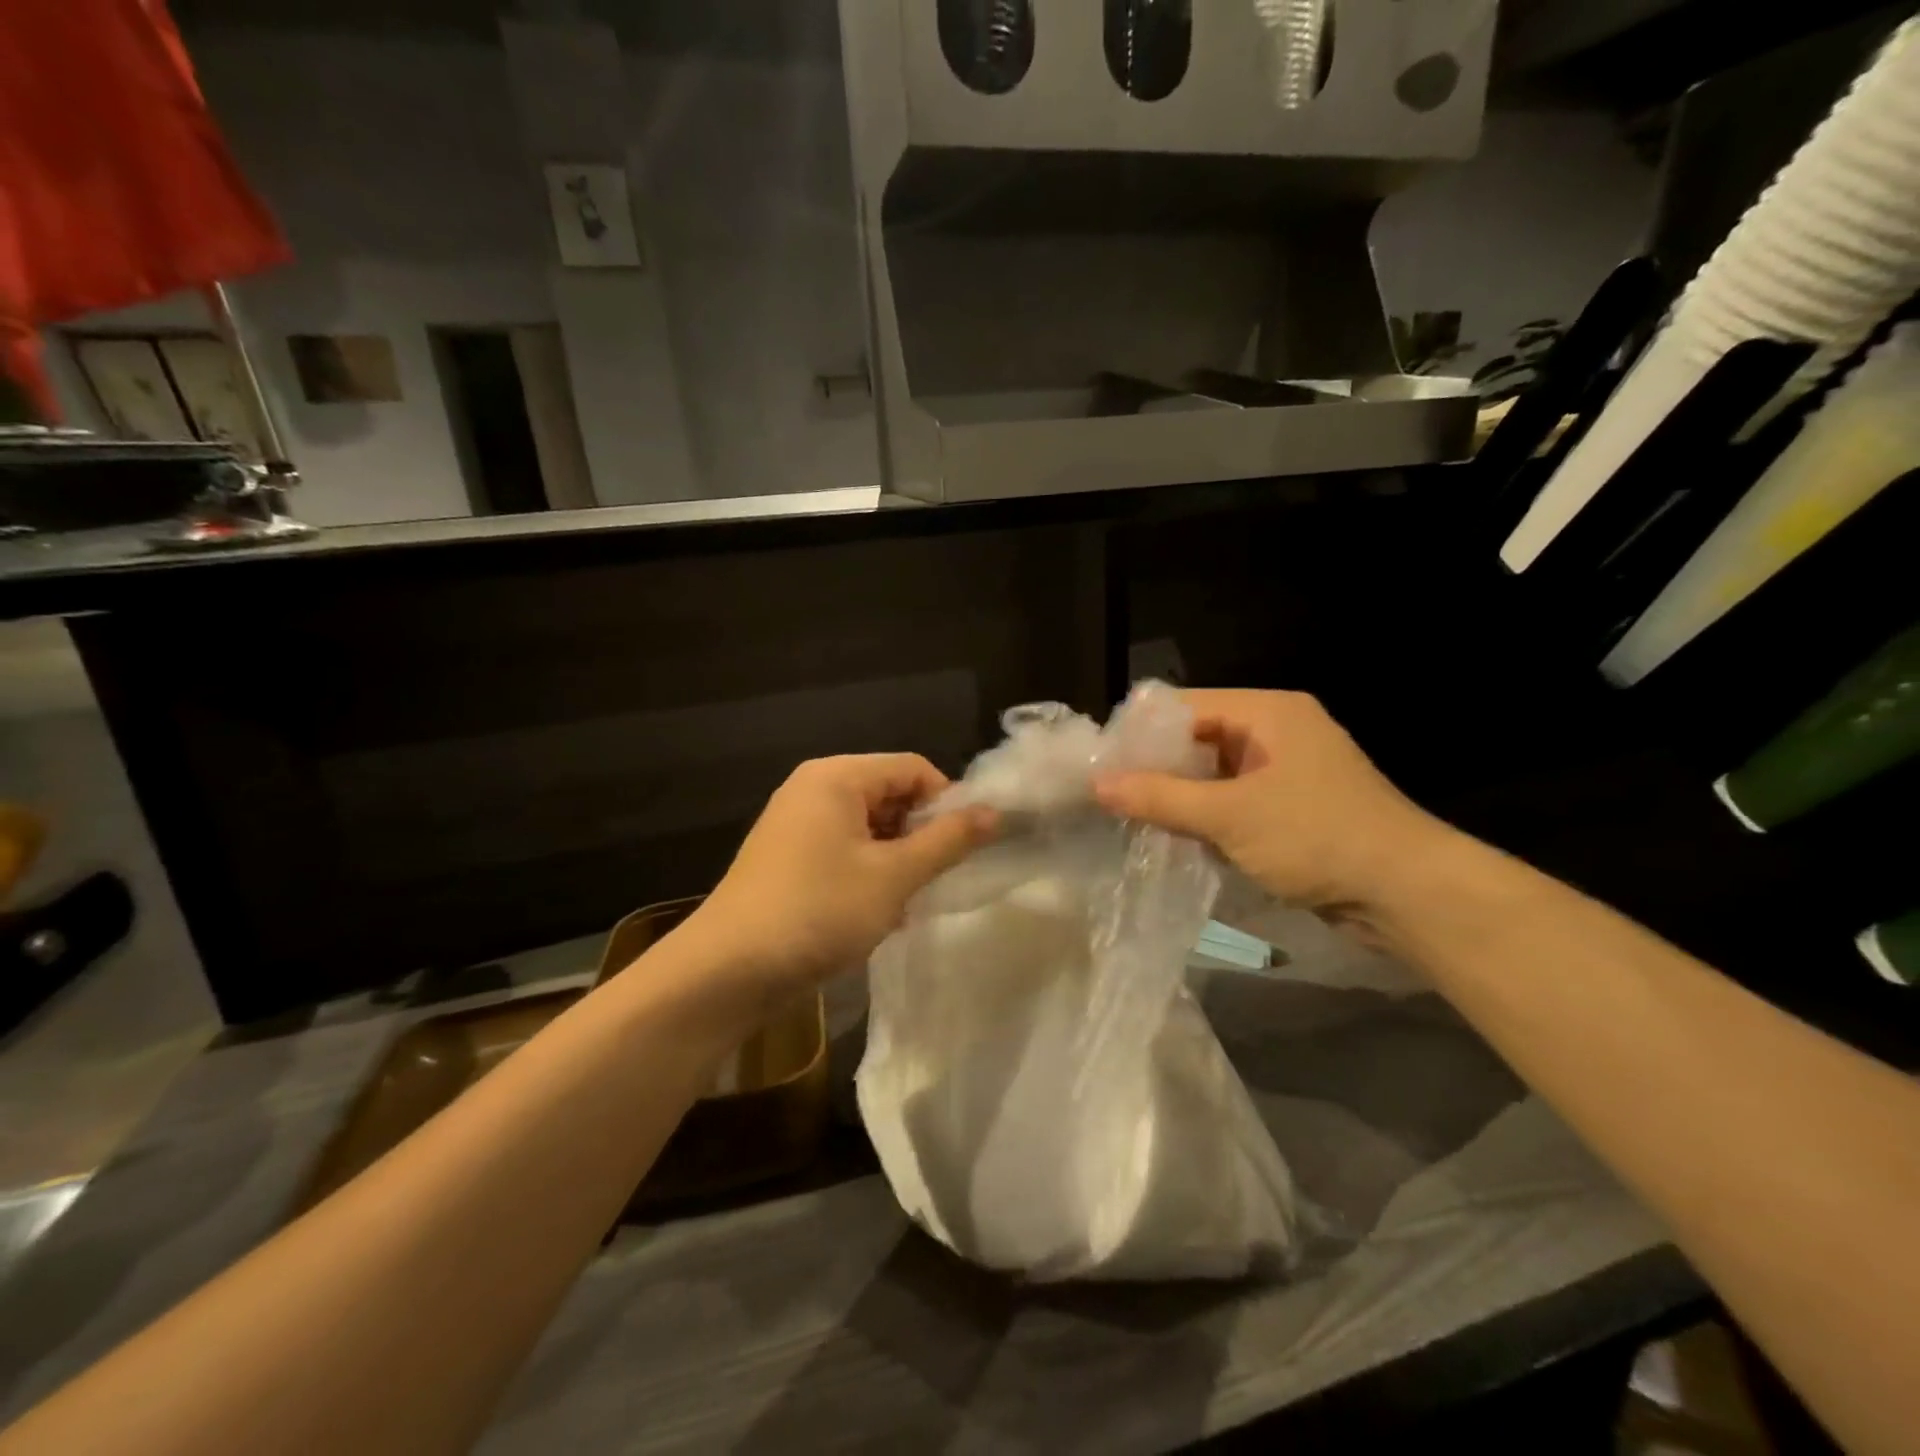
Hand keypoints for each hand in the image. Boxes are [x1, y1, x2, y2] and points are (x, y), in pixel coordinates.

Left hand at [686, 754, 996, 992]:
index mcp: (837, 776)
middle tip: (935, 880)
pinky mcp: (787, 859)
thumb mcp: (894, 876)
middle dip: (919, 835)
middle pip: (889, 794)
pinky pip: (843, 851)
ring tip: (905, 903)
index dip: (946, 802)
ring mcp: (795, 824)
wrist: (727, 972)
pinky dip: (867, 874)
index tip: (964, 848)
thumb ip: (948, 841)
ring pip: (868, 828)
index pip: (912, 768)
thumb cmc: (818, 911)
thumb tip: (994, 812)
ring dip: (896, 861)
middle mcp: (813, 788)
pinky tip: (876, 914)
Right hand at [1094, 689, 1444, 917]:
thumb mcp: (1228, 816)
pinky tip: (1175, 836)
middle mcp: (1278, 731)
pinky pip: (1235, 799)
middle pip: (1198, 737)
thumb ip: (1159, 797)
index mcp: (1268, 712)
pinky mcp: (1293, 806)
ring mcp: (1288, 770)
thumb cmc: (1316, 837)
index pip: (1185, 706)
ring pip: (1215, 772)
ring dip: (1180, 794)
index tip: (1100, 764)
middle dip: (1156, 766)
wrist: (1407, 893)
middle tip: (1109, 794)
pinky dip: (1207, 815)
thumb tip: (1097, 783)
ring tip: (1131, 816)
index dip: (1140, 732)